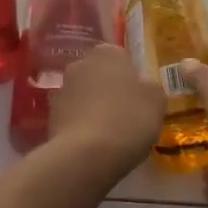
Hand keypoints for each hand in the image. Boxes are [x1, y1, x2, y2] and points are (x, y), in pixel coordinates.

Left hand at [48, 44, 164, 174]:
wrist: (86, 154)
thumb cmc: (128, 119)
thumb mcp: (156, 101)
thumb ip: (150, 87)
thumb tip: (143, 87)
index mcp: (106, 53)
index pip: (120, 57)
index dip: (131, 77)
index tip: (139, 98)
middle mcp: (80, 64)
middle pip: (99, 75)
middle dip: (110, 90)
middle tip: (127, 115)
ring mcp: (62, 89)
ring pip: (84, 95)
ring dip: (94, 108)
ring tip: (110, 135)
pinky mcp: (51, 115)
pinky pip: (73, 117)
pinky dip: (82, 126)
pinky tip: (94, 145)